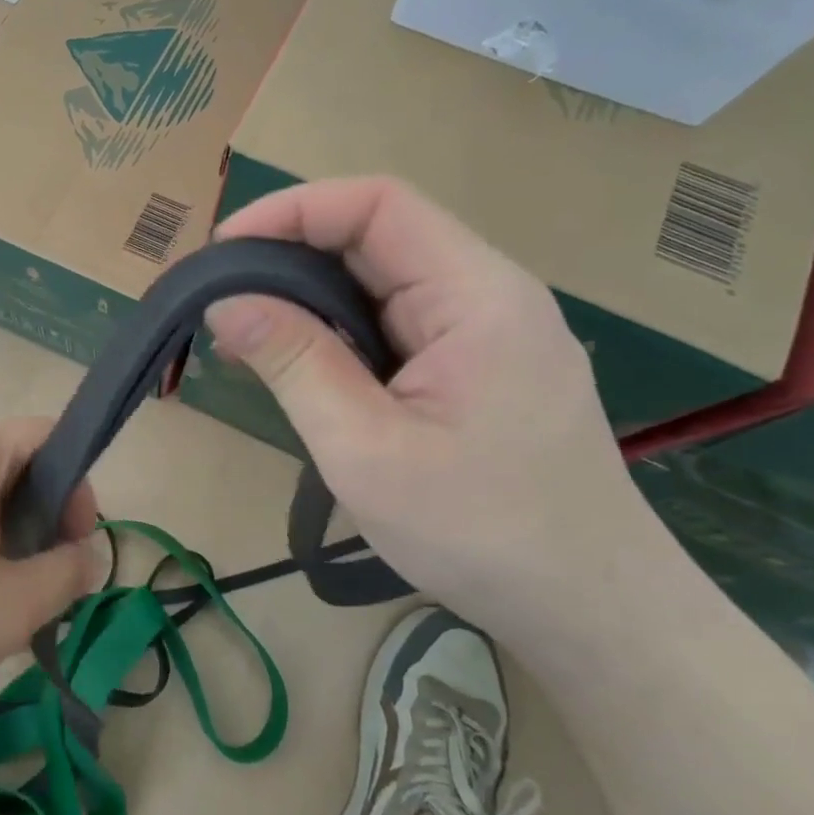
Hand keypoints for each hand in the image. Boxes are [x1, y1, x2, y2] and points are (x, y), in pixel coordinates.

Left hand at [0, 419, 103, 718]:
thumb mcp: (16, 605)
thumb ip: (70, 572)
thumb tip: (85, 555)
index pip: (47, 434)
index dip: (76, 484)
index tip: (73, 542)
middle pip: (11, 461)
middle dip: (41, 513)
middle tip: (41, 575)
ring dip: (4, 530)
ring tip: (0, 593)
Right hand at [206, 177, 674, 644]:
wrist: (592, 610)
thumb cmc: (481, 532)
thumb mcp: (366, 449)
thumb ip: (295, 363)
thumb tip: (224, 300)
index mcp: (477, 294)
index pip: (378, 204)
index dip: (294, 209)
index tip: (223, 249)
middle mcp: (487, 293)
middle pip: (378, 236)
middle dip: (291, 255)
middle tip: (221, 298)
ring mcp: (486, 330)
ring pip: (382, 281)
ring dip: (310, 297)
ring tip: (246, 336)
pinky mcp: (476, 365)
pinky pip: (395, 322)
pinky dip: (338, 331)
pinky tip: (300, 365)